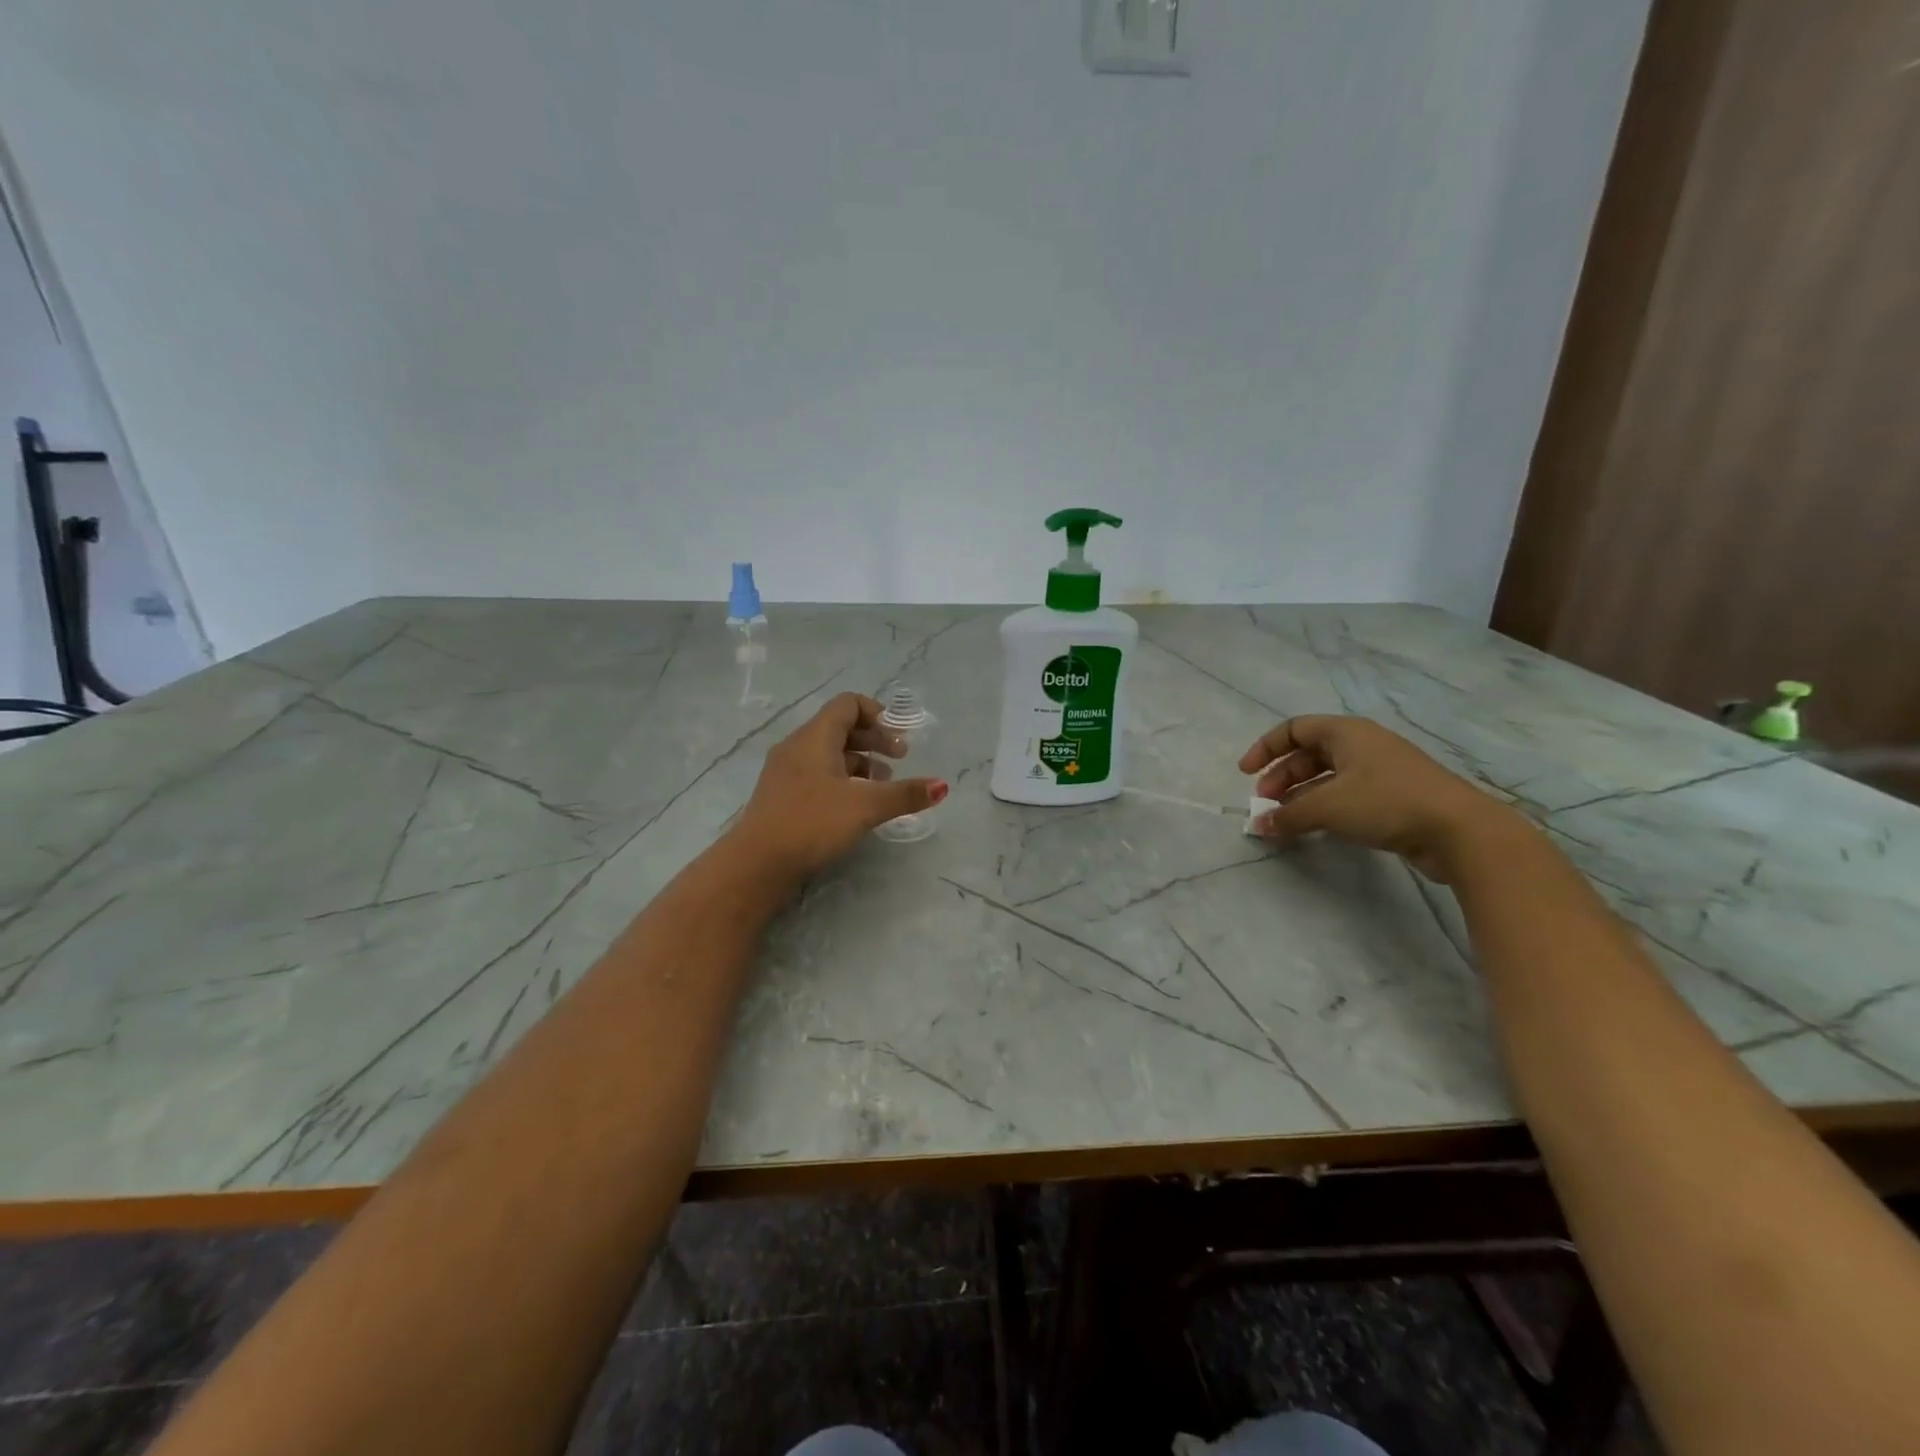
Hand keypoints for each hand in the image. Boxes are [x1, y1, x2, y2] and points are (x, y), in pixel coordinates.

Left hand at [732, 693, 947, 878]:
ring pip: (829, 753)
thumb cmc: (811, 823)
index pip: (848, 704)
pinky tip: (855, 806)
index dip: (878, 714)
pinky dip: (842, 780)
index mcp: (814, 737)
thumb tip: (942, 786)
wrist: (756, 864)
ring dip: (860, 762)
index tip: (899, 738)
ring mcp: (786, 772)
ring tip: (883, 786)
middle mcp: (797, 746)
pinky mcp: (782, 796)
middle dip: (874, 739)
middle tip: (900, 760)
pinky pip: (818, 774)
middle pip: (840, 727)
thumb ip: (905, 794)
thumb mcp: (865, 807)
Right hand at [1239, 715, 1517, 881]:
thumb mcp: (1328, 806)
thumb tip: (1259, 825)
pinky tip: (1314, 828)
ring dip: (1301, 796)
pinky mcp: (1393, 797)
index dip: (1265, 748)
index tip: (1245, 774)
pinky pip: (1346, 795)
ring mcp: (1380, 771)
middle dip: (1282, 777)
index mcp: (1346, 733)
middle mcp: (1362, 745)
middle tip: (1265, 804)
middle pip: (1309, 754)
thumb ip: (1288, 815)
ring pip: (1327, 777)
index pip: (1294, 729)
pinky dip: (1323, 807)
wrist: (1459, 831)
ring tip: (1284, 820)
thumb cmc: (1386, 802)